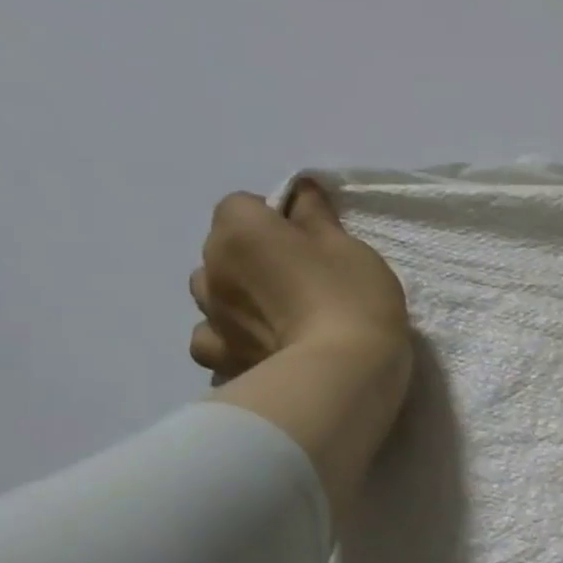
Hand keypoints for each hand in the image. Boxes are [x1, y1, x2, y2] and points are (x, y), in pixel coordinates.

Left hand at [188, 181, 410, 383]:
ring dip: (236, 295)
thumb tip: (300, 191)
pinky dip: (229, 339)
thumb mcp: (349, 247)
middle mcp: (212, 267)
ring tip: (277, 315)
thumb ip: (316, 216)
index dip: (275, 218)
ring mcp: (211, 316)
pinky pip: (213, 339)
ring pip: (212, 292)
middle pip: (223, 248)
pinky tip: (255, 346)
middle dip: (252, 257)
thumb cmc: (351, 298)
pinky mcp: (221, 358)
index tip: (310, 239)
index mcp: (241, 231)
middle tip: (301, 278)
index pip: (243, 205)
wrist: (343, 371)